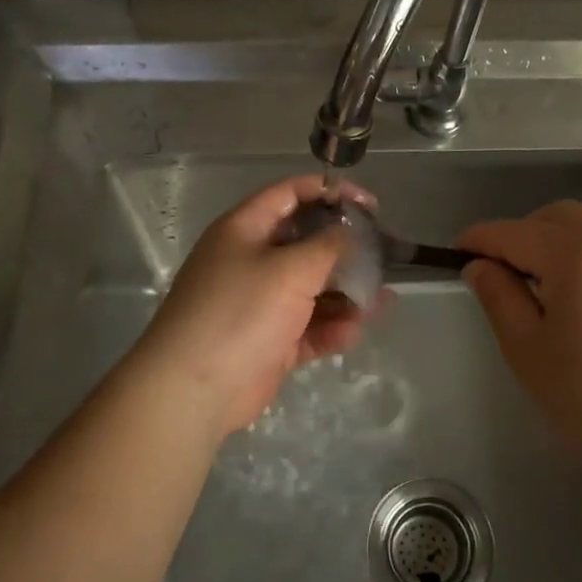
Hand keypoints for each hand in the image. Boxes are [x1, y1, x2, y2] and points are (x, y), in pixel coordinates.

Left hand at [132, 175, 376, 438]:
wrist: (194, 389)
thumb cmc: (241, 311)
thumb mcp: (290, 268)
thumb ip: (328, 245)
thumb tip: (349, 231)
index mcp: (245, 229)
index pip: (291, 194)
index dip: (331, 192)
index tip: (371, 205)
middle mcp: (251, 260)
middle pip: (307, 243)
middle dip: (347, 249)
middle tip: (386, 254)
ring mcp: (259, 303)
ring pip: (312, 289)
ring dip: (345, 293)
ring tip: (381, 300)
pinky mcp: (268, 342)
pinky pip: (307, 327)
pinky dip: (330, 328)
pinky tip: (353, 331)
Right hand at [457, 201, 581, 471]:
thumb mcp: (527, 350)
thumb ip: (498, 296)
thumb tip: (479, 265)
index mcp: (576, 251)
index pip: (513, 233)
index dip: (479, 240)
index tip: (456, 253)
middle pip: (555, 218)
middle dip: (521, 236)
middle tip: (501, 275)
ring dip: (563, 237)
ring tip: (550, 278)